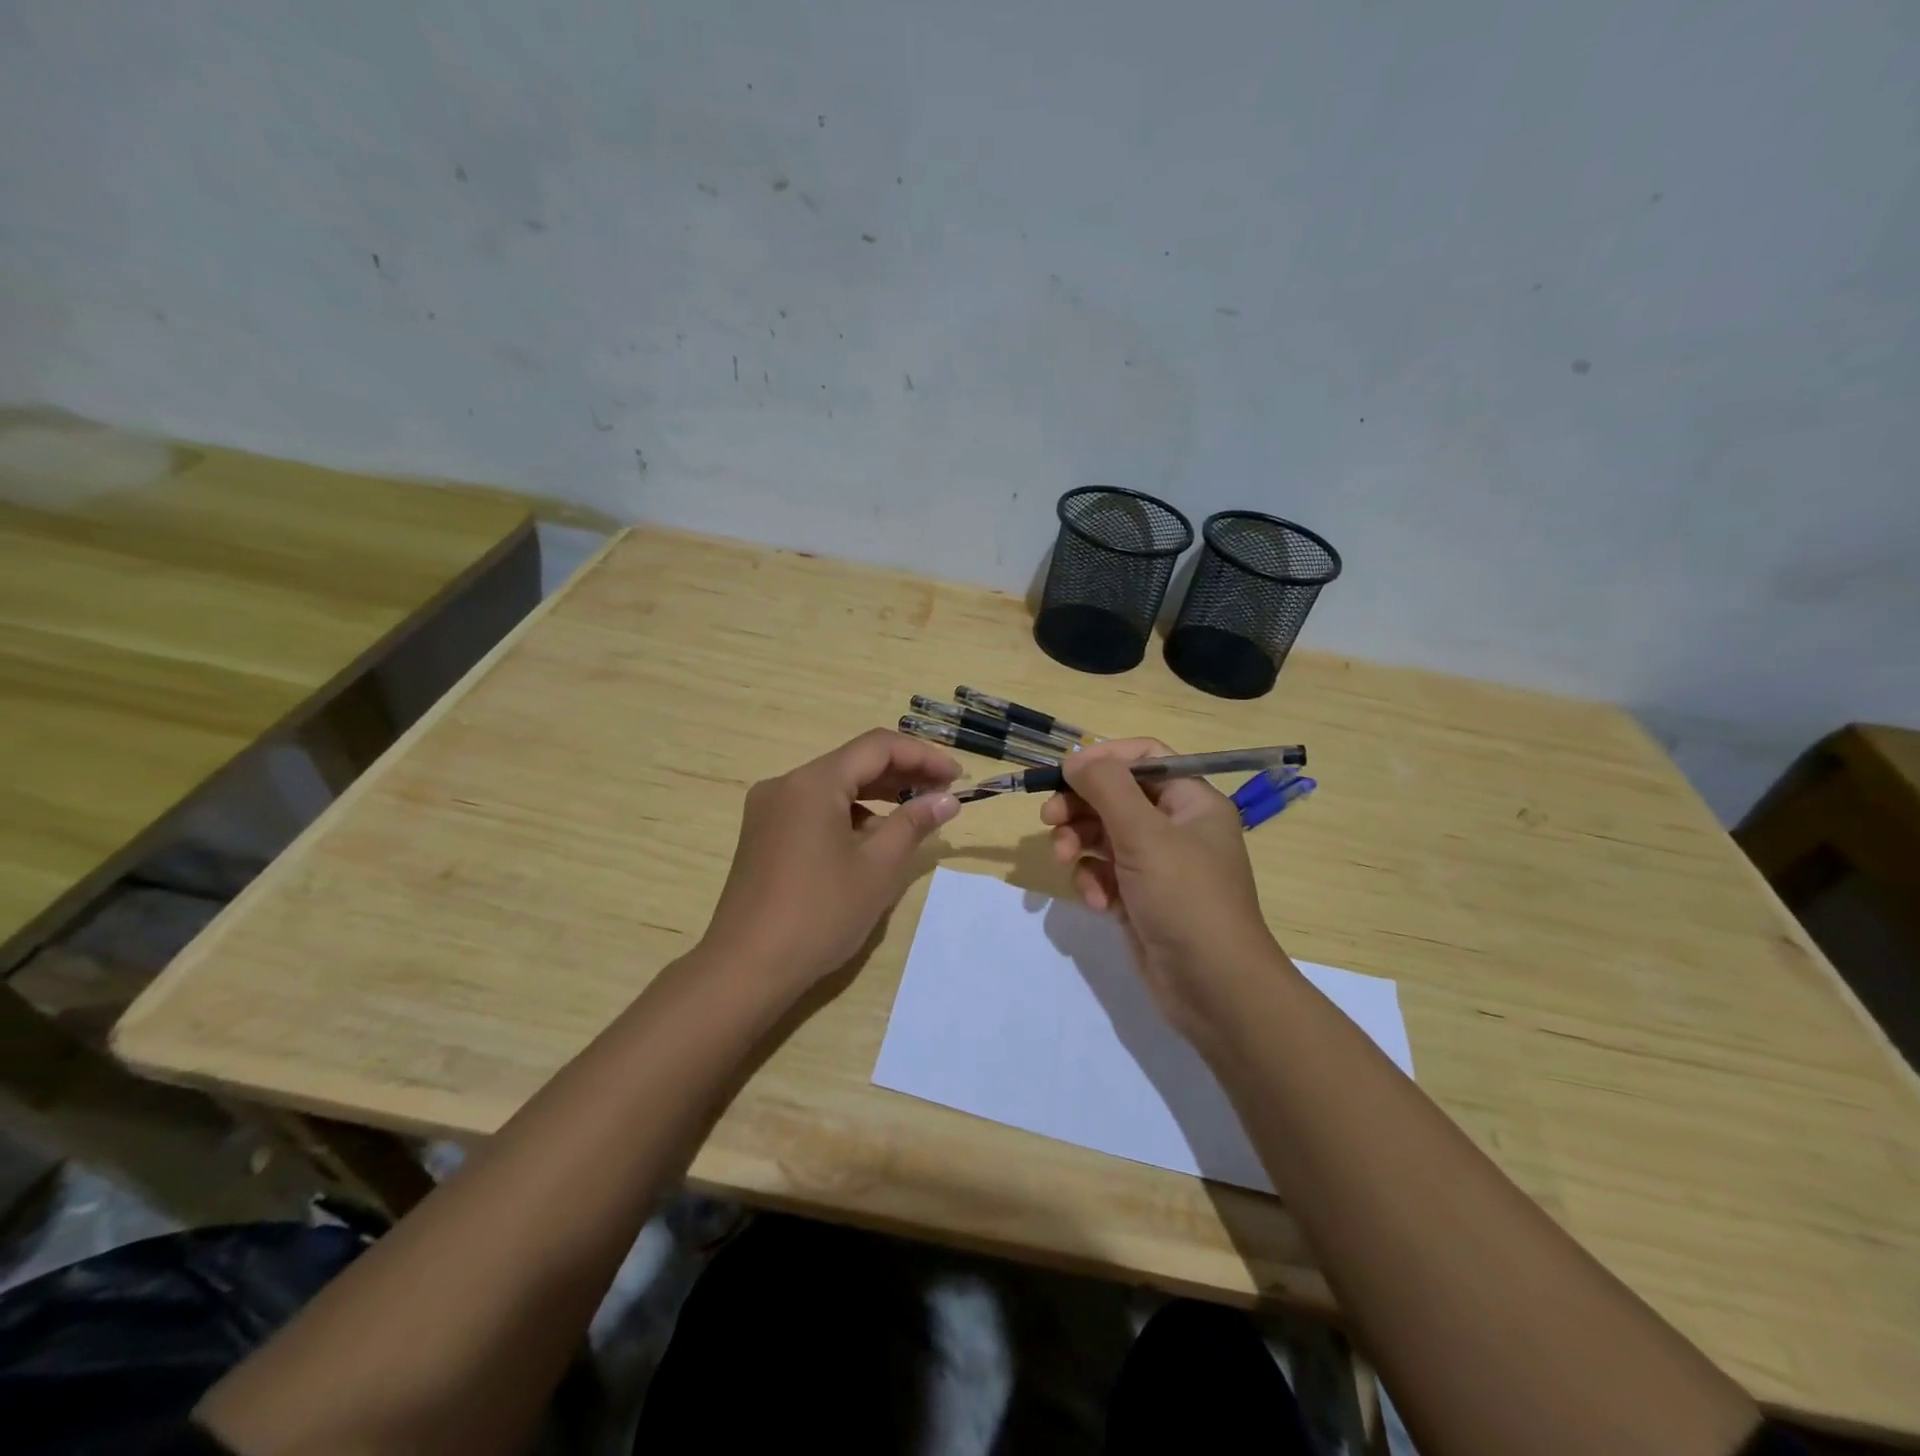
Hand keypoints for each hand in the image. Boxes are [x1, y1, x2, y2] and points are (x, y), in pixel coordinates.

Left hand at [703, 729, 962, 992]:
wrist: (746, 968)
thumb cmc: (820, 914)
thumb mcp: (878, 868)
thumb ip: (914, 823)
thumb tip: (947, 799)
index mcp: (813, 783)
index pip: (877, 747)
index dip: (923, 756)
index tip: (957, 777)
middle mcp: (786, 784)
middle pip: (853, 762)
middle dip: (902, 774)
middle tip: (943, 795)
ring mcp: (770, 809)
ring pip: (834, 786)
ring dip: (877, 794)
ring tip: (916, 815)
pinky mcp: (764, 834)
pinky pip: (815, 808)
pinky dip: (849, 814)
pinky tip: (873, 838)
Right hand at [1043, 738, 1282, 1035]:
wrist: (1214, 988)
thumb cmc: (1186, 898)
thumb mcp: (1145, 834)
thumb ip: (1106, 788)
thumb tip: (1075, 759)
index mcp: (1191, 801)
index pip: (1145, 759)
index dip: (1104, 759)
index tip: (1066, 773)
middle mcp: (1176, 827)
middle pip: (1116, 797)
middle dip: (1080, 807)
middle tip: (1049, 819)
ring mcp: (1157, 865)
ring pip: (1104, 836)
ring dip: (1079, 845)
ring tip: (1066, 861)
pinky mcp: (1140, 898)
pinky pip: (1105, 874)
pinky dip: (1093, 882)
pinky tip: (1095, 902)